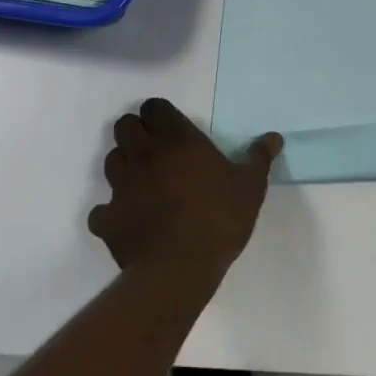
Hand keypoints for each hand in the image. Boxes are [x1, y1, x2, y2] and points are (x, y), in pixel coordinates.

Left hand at [88, 99, 282, 290]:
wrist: (181, 268)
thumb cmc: (220, 217)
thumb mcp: (251, 185)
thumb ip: (259, 157)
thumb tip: (274, 137)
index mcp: (177, 140)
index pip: (154, 107)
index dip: (160, 114)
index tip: (172, 127)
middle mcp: (144, 155)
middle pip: (125, 126)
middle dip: (136, 132)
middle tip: (156, 148)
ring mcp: (121, 187)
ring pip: (111, 160)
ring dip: (124, 164)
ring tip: (143, 180)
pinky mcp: (107, 220)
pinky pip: (101, 209)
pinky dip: (111, 211)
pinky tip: (128, 218)